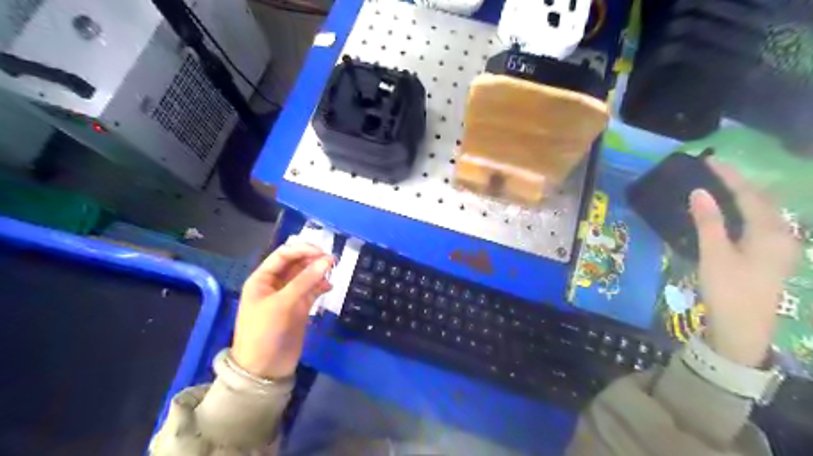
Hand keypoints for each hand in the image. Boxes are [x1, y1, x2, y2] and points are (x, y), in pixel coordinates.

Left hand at [231, 243, 332, 378]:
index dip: (302, 249)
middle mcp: (276, 284)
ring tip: (333, 272)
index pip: (283, 255)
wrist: (265, 370)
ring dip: (319, 272)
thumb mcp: (282, 304)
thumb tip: (327, 260)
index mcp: (263, 279)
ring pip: (306, 276)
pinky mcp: (300, 308)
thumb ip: (305, 281)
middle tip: (333, 261)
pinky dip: (321, 286)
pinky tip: (330, 287)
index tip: (323, 251)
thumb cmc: (265, 332)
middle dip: (313, 259)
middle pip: (297, 263)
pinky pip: (312, 290)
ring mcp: (289, 296)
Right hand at [689, 162, 797, 368]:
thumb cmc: (728, 290)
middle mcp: (782, 235)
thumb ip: (709, 222)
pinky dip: (745, 211)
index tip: (710, 160)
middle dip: (740, 182)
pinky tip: (732, 212)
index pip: (749, 195)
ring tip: (721, 185)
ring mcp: (780, 247)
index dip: (729, 176)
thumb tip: (700, 192)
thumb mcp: (714, 254)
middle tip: (715, 170)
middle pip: (762, 200)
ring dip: (744, 196)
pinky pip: (761, 223)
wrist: (743, 328)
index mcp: (770, 233)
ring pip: (764, 212)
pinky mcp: (772, 256)